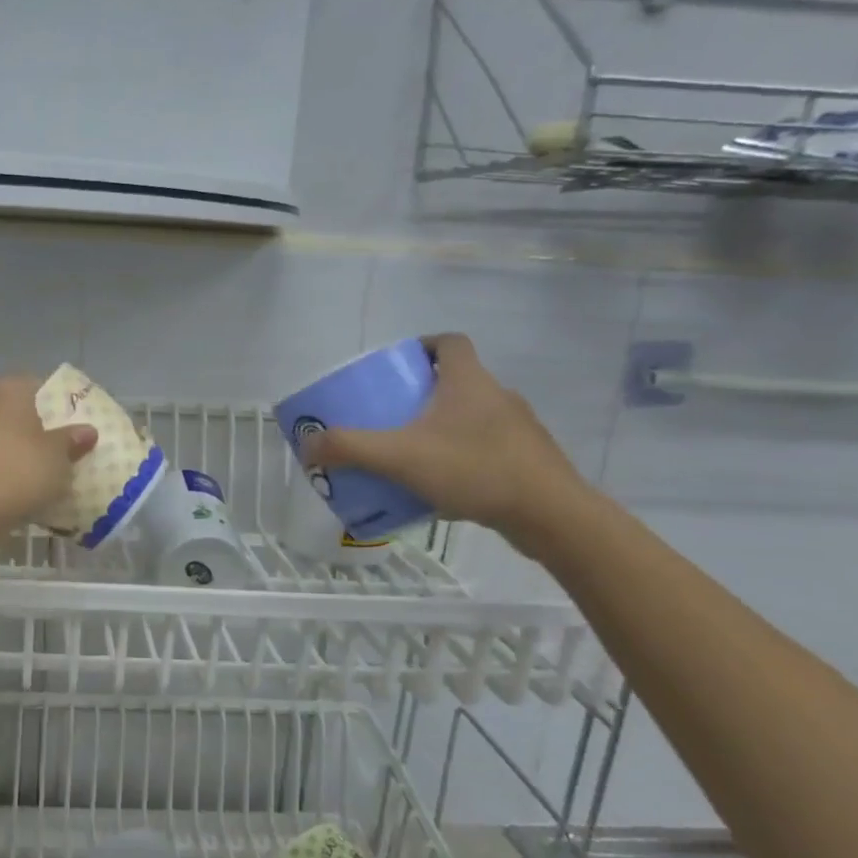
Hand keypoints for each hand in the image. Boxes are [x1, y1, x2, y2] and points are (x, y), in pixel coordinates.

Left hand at [0, 376, 97, 525]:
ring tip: (9, 483)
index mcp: (5, 391)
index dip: (46, 403)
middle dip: (16, 430)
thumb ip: (70, 442)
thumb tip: (87, 430)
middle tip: (37, 455)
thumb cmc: (19, 471)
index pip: (30, 385)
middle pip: (0, 412)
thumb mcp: (58, 459)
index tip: (59, 425)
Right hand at [302, 334, 587, 549]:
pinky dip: (462, 458)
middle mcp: (497, 396)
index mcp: (469, 381)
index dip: (423, 346)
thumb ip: (350, 448)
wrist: (550, 515)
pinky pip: (486, 449)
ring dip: (443, 428)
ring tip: (411, 454)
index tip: (398, 365)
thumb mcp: (399, 457)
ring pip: (472, 417)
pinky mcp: (527, 461)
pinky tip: (442, 486)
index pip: (449, 342)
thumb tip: (307, 446)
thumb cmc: (474, 469)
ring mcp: (517, 430)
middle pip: (457, 381)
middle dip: (423, 394)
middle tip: (391, 415)